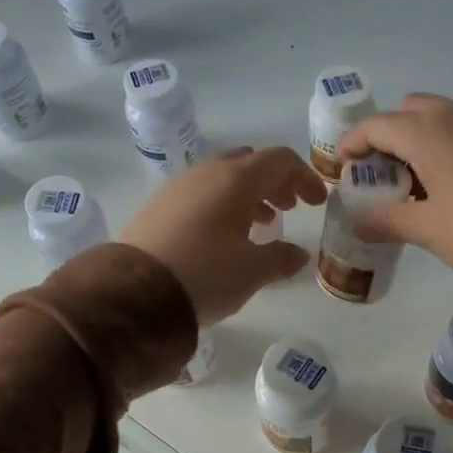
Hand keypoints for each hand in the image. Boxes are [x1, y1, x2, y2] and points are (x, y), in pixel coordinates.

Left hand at [121, 147, 326, 323]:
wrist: (135, 292)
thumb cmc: (206, 274)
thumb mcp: (252, 271)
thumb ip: (281, 258)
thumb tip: (298, 255)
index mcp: (236, 180)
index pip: (280, 160)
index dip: (304, 177)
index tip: (317, 203)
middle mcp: (208, 172)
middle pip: (251, 163)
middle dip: (275, 182)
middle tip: (289, 208)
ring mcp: (179, 186)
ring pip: (224, 177)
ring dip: (249, 194)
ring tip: (261, 224)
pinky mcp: (160, 205)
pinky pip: (202, 192)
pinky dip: (223, 203)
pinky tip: (224, 235)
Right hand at [336, 94, 452, 284]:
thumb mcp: (428, 230)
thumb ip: (388, 220)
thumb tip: (360, 222)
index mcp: (427, 133)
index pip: (377, 125)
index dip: (354, 143)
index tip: (344, 164)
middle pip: (411, 110)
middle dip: (392, 134)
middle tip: (387, 172)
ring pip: (446, 115)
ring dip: (426, 137)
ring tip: (425, 179)